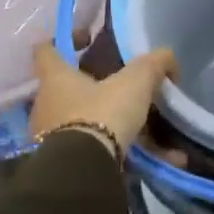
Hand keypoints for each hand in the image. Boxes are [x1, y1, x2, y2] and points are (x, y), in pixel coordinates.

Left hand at [29, 42, 177, 158]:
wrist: (83, 173)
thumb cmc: (102, 114)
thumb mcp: (135, 81)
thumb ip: (153, 64)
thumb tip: (168, 58)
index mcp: (55, 78)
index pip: (46, 49)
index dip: (64, 39)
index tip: (88, 39)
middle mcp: (46, 106)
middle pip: (68, 89)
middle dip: (97, 89)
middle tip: (126, 88)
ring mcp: (51, 138)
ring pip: (87, 123)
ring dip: (117, 126)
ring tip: (153, 132)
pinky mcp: (65, 165)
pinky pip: (98, 152)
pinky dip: (127, 154)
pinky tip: (161, 160)